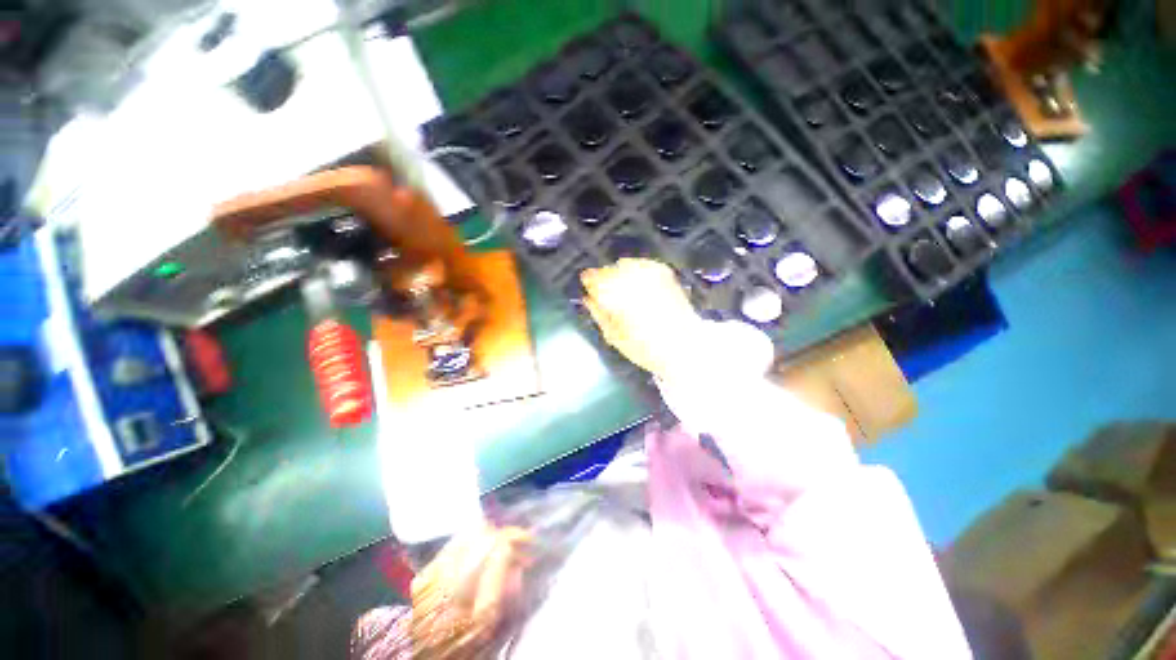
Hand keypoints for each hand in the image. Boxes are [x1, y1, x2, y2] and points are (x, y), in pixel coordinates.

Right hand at [580, 259, 703, 378]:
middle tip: (606, 294)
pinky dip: (636, 272)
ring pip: (625, 265)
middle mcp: (631, 278)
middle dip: (604, 279)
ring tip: (624, 291)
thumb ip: (597, 313)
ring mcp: (649, 272)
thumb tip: (587, 298)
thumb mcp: (613, 336)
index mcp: (615, 295)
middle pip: (608, 269)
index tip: (587, 287)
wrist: (684, 346)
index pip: (593, 277)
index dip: (588, 281)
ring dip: (620, 275)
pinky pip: (642, 264)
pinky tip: (639, 286)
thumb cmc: (644, 348)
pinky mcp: (664, 272)